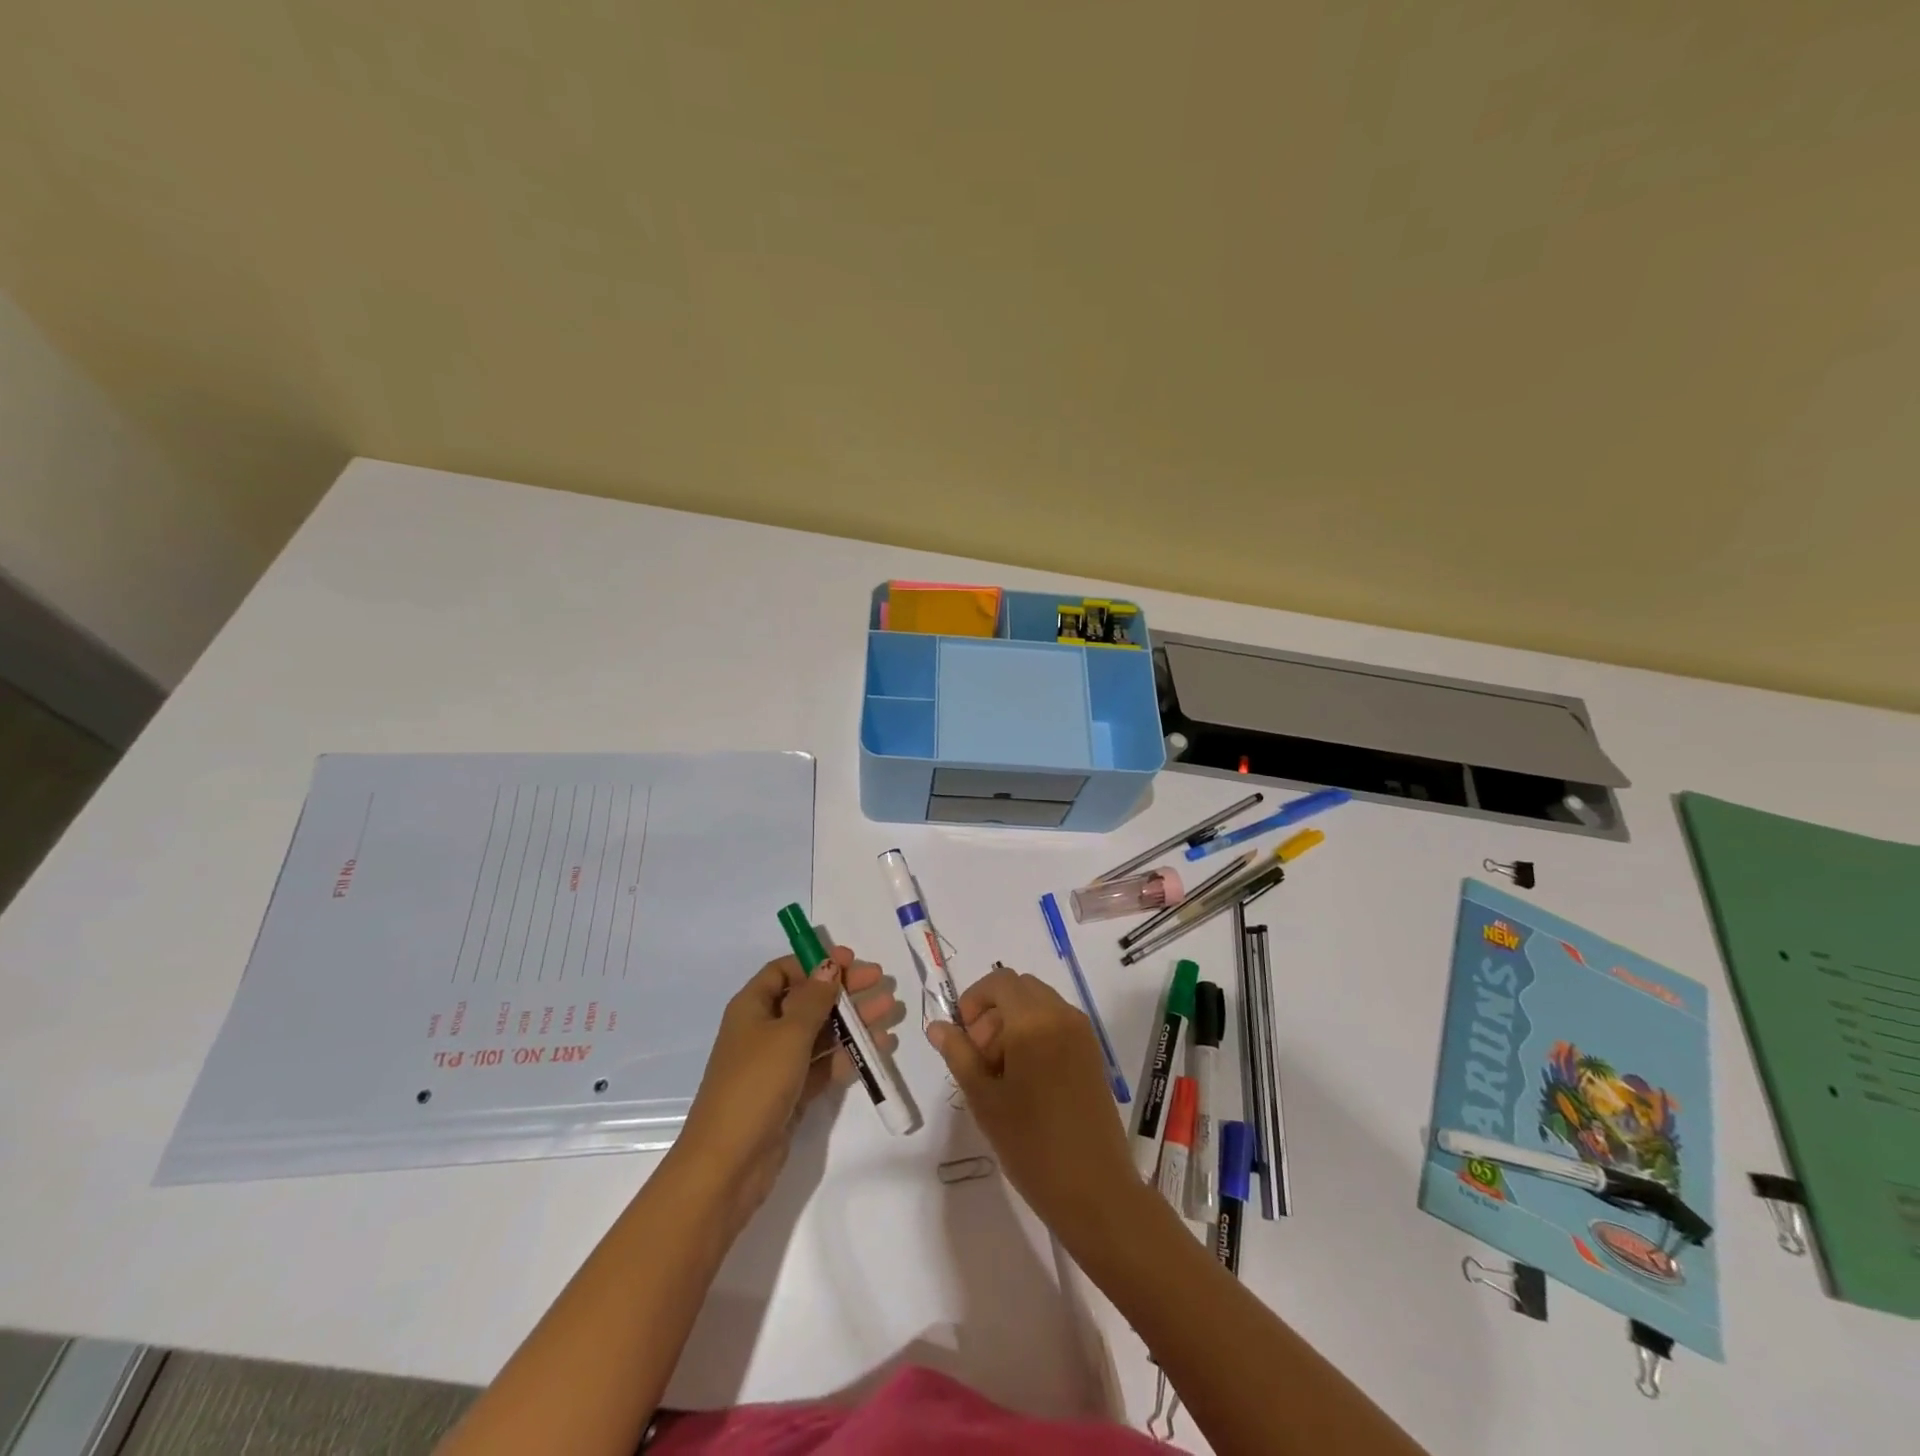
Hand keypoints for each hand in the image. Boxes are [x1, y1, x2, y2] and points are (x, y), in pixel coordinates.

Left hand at [671, 947, 896, 1231]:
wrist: (728, 1164)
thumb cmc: (755, 1084)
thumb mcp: (788, 1034)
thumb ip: (814, 998)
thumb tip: (828, 965)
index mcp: (752, 1007)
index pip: (784, 971)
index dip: (816, 962)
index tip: (851, 960)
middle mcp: (764, 1030)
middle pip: (808, 999)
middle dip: (844, 990)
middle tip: (881, 982)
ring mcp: (777, 1063)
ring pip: (821, 1032)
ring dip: (853, 1021)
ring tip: (889, 1013)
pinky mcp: (791, 1092)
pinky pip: (824, 1064)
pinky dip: (849, 1054)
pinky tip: (878, 1048)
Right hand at [927, 966, 1145, 1251]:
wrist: (1095, 1190)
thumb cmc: (1031, 1146)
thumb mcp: (983, 1099)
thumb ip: (958, 1054)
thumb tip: (938, 1026)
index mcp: (1034, 1021)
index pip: (999, 981)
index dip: (974, 1000)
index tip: (962, 1037)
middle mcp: (1062, 1015)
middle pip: (1020, 989)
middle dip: (993, 1012)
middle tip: (980, 1058)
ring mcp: (1082, 1033)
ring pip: (1039, 1004)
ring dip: (1013, 1022)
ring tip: (1000, 1074)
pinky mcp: (1093, 1052)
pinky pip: (1057, 1023)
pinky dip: (1036, 1033)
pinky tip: (1026, 1080)